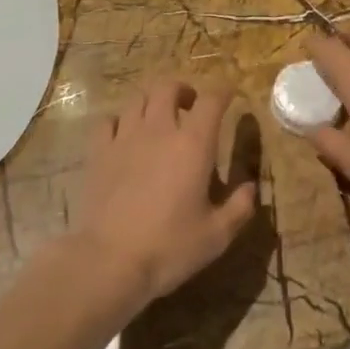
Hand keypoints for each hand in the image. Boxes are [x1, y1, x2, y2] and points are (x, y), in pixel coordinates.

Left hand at [71, 78, 256, 310]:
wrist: (110, 261)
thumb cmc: (170, 247)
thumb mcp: (217, 234)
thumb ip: (239, 207)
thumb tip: (250, 188)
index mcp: (194, 144)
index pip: (211, 100)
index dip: (223, 92)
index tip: (230, 95)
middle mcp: (159, 130)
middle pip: (168, 87)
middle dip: (183, 89)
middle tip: (191, 104)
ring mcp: (124, 138)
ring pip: (137, 99)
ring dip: (152, 101)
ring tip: (158, 117)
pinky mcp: (98, 153)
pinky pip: (108, 121)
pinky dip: (121, 121)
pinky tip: (125, 135)